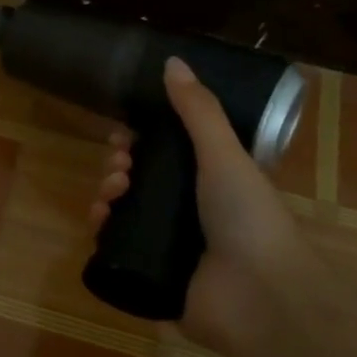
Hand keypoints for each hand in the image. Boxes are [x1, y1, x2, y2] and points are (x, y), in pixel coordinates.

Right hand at [90, 56, 311, 350]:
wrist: (258, 296)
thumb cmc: (247, 218)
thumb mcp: (224, 154)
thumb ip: (198, 110)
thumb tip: (171, 61)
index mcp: (211, 182)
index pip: (166, 154)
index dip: (140, 141)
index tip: (122, 136)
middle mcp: (190, 212)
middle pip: (140, 182)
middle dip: (119, 168)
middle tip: (119, 169)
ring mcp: (170, 246)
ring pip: (124, 212)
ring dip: (107, 195)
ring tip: (110, 196)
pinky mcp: (152, 275)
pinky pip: (116, 247)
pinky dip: (103, 231)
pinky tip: (98, 223)